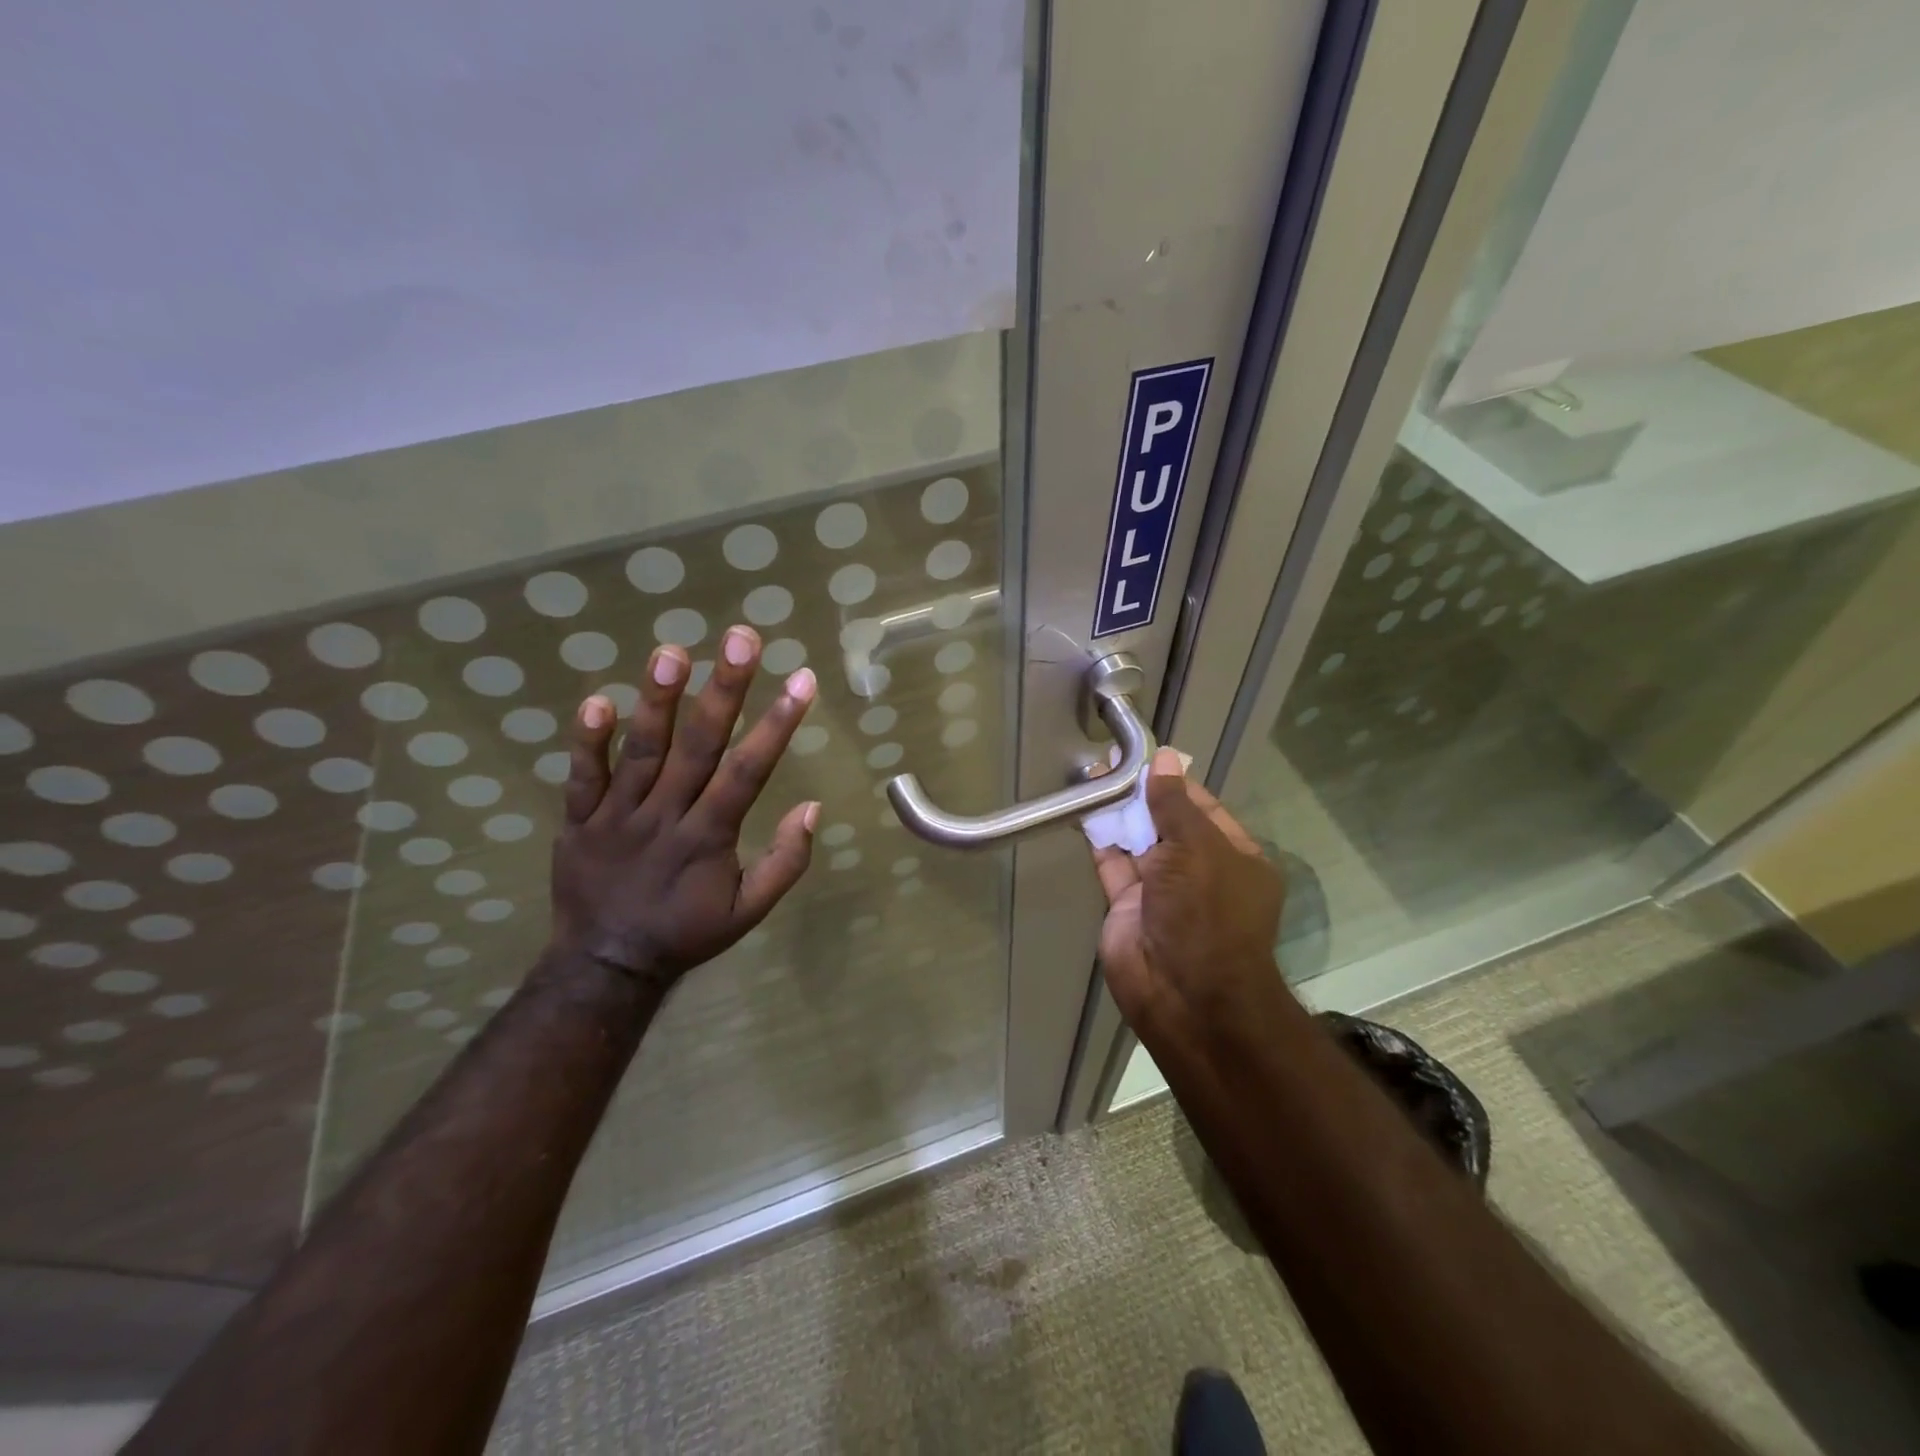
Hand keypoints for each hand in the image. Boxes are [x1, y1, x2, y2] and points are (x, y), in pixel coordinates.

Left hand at [549, 624, 819, 988]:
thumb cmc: (686, 932)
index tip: (802, 680)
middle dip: (724, 690)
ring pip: (641, 751)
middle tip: (741, 638)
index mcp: (709, 837)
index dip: (778, 724)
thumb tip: (812, 808)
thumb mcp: (748, 911)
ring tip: (671, 650)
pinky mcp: (579, 820)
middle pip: (698, 746)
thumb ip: (785, 862)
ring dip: (658, 700)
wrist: (605, 965)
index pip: (749, 771)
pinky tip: (598, 700)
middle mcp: (666, 815)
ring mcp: (617, 815)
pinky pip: (582, 777)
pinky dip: (587, 741)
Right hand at [1090, 747, 1287, 1029]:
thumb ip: (1174, 804)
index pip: (1203, 809)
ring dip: (1117, 812)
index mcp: (1234, 858)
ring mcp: (1161, 892)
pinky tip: (1084, 809)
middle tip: (1110, 760)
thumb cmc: (1207, 912)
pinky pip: (1112, 865)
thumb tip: (1165, 758)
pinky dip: (1099, 839)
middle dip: (1141, 794)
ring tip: (1092, 775)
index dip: (1174, 782)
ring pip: (1136, 842)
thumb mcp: (1198, 848)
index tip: (1146, 757)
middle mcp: (1198, 872)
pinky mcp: (1127, 907)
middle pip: (1167, 823)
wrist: (1184, 993)